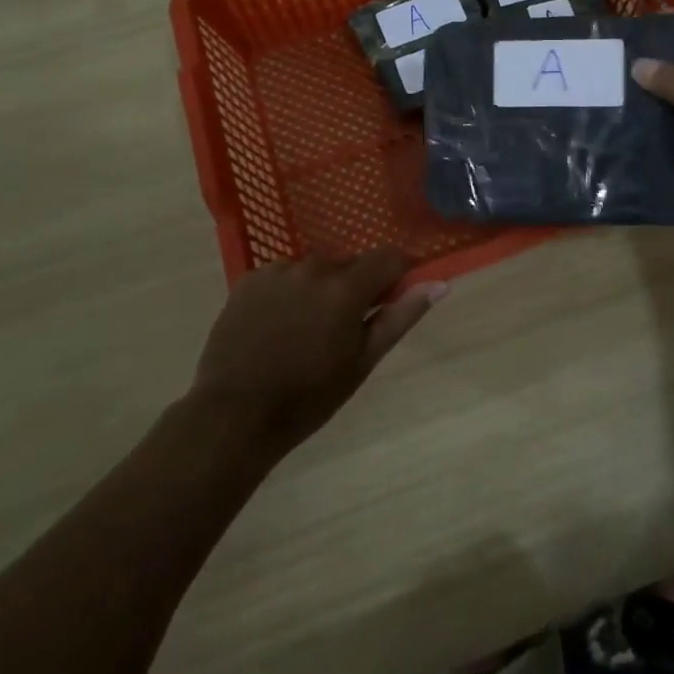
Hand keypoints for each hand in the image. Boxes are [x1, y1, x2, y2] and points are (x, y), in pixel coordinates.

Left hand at [191, 250, 448, 458]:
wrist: (233, 415)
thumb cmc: (308, 396)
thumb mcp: (362, 361)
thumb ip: (400, 317)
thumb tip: (439, 285)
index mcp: (345, 288)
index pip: (388, 257)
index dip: (396, 274)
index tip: (390, 299)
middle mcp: (313, 268)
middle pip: (349, 264)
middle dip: (353, 288)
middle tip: (341, 329)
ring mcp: (277, 271)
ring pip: (315, 269)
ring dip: (319, 289)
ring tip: (303, 330)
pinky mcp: (249, 279)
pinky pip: (283, 275)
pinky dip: (288, 292)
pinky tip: (276, 325)